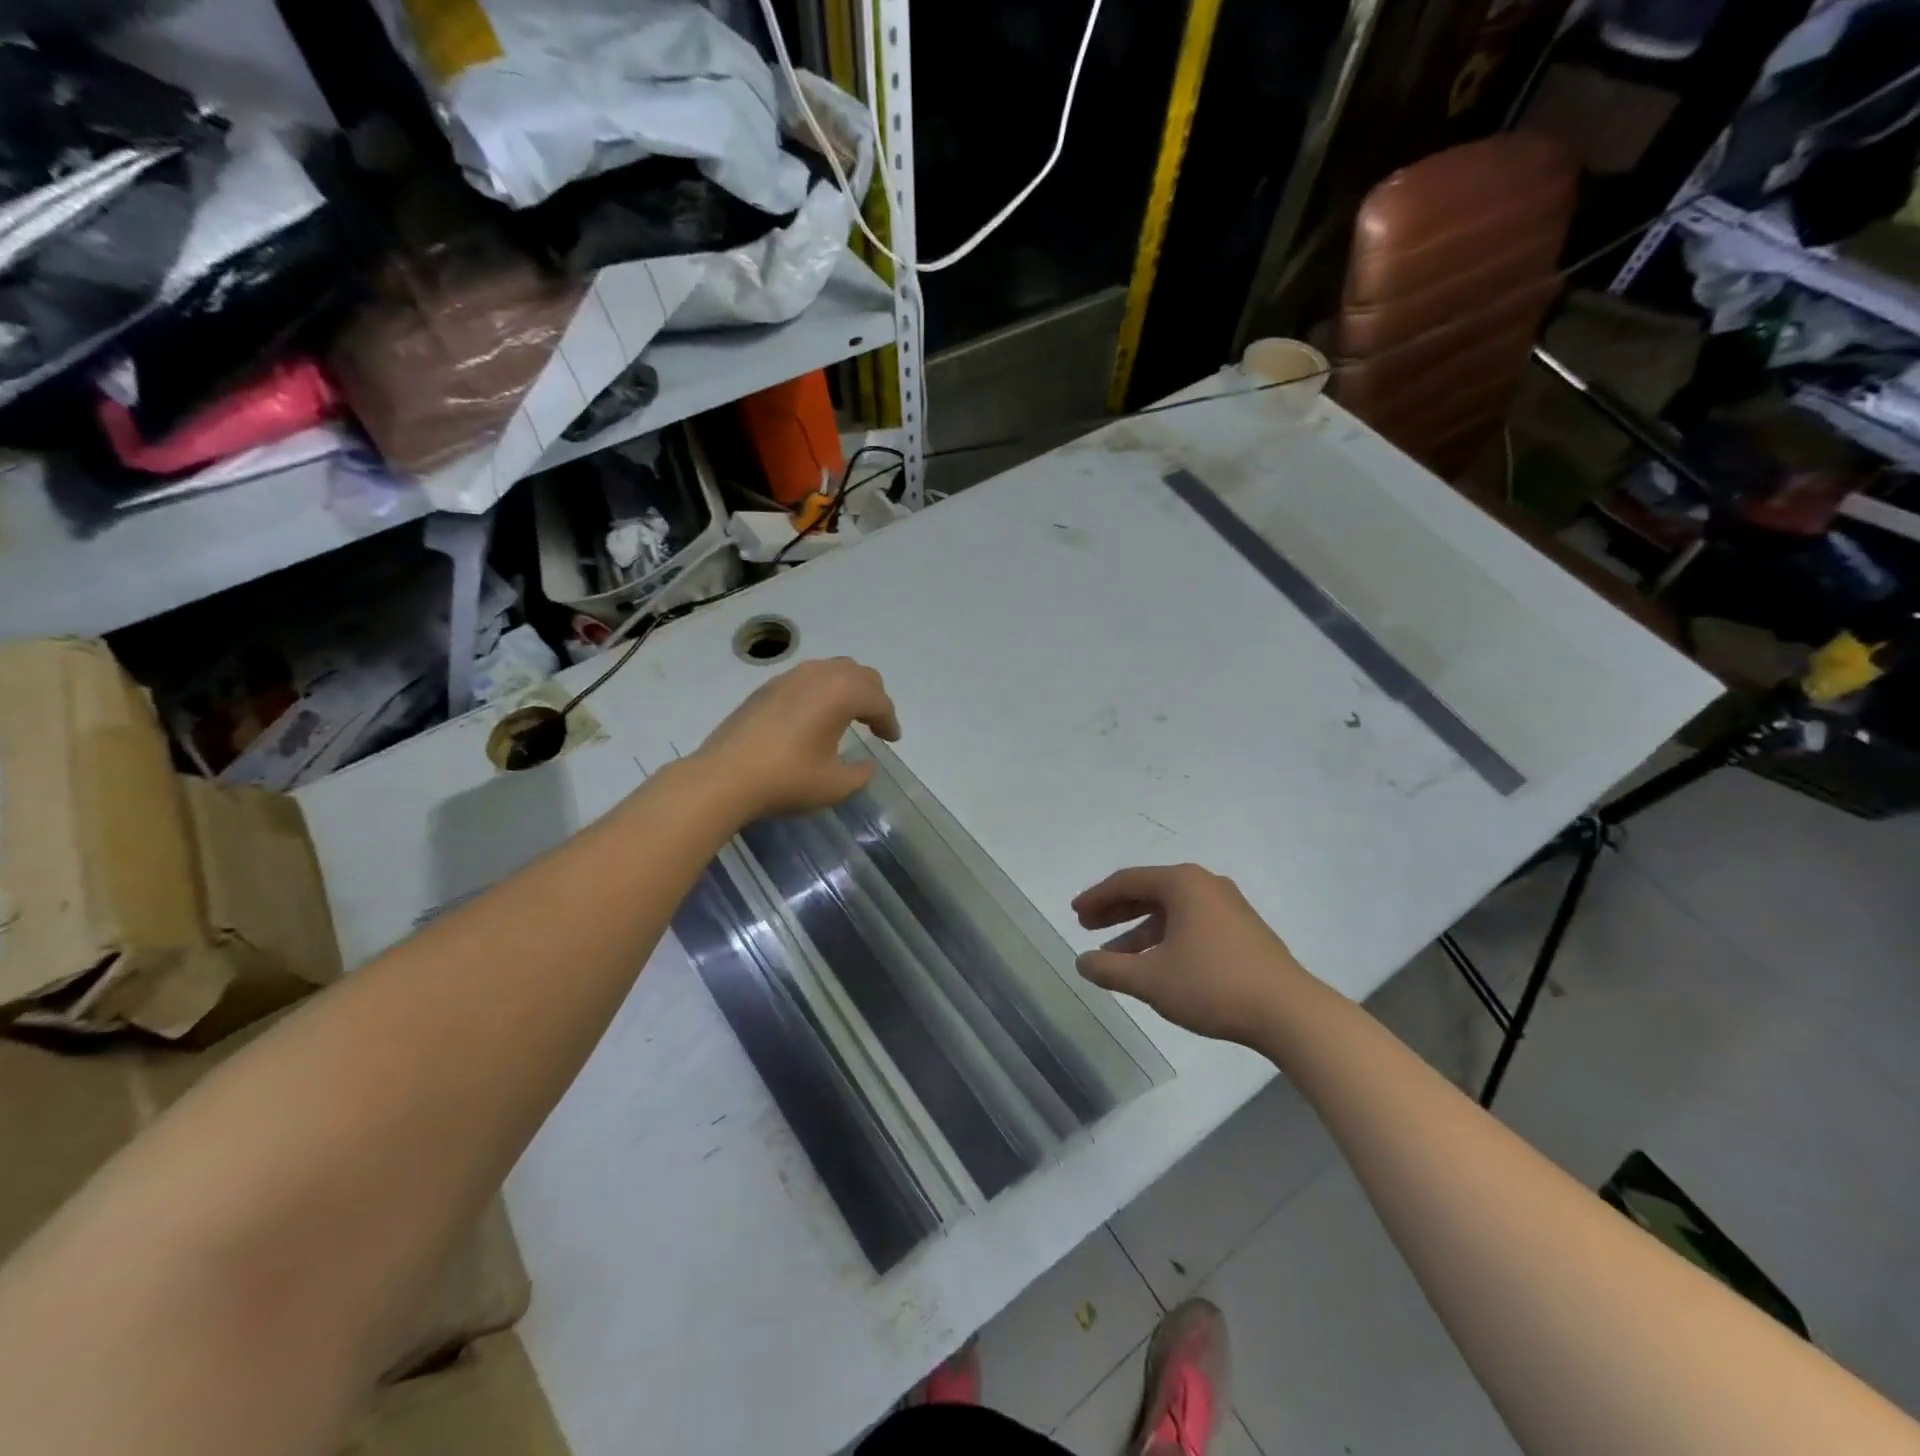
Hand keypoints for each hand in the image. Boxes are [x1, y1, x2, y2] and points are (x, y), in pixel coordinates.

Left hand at [693, 657, 900, 821]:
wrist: (724, 777)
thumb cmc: (787, 779)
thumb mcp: (835, 785)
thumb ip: (860, 773)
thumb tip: (865, 764)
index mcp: (841, 694)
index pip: (878, 701)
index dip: (890, 721)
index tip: (891, 740)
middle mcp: (819, 675)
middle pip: (859, 674)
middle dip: (873, 697)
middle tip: (875, 723)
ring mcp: (789, 677)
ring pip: (832, 670)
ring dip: (847, 689)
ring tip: (848, 715)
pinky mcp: (767, 687)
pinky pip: (807, 678)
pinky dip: (822, 691)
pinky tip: (814, 716)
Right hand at [1073, 864, 1306, 1046]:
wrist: (1289, 1012)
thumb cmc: (1212, 985)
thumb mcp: (1150, 979)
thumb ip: (1110, 969)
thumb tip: (1082, 962)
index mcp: (1182, 883)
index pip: (1127, 881)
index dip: (1097, 898)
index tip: (1075, 914)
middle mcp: (1205, 885)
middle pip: (1149, 892)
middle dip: (1116, 911)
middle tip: (1087, 927)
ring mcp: (1228, 907)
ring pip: (1171, 912)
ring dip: (1139, 930)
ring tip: (1115, 956)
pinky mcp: (1243, 930)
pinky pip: (1191, 924)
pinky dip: (1165, 938)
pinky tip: (1154, 964)